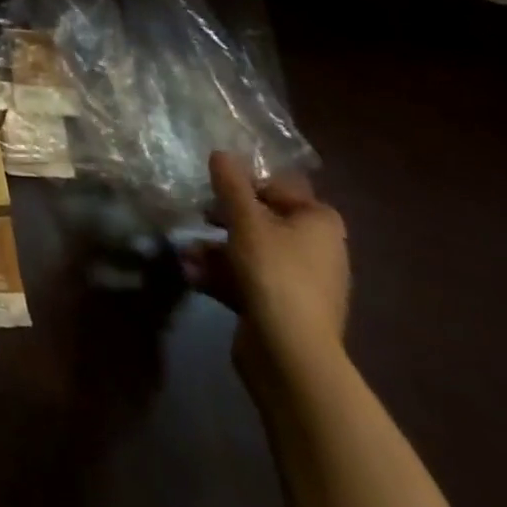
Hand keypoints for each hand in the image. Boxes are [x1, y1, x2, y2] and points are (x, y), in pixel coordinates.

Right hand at [183, 151, 348, 375]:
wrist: (290, 353)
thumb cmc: (274, 271)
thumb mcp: (245, 218)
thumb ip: (230, 182)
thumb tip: (221, 153)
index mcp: (320, 224)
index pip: (284, 188)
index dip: (250, 183)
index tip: (218, 187)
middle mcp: (318, 251)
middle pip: (265, 220)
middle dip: (225, 217)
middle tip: (200, 213)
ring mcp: (302, 284)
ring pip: (251, 251)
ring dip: (216, 249)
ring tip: (186, 251)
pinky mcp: (284, 309)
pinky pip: (250, 279)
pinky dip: (222, 275)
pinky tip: (192, 274)